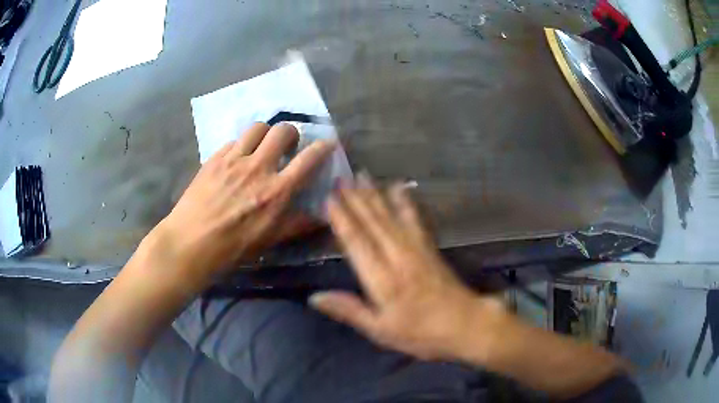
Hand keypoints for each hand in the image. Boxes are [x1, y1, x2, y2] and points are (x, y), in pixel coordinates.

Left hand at [153, 123, 334, 284]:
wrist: (190, 243)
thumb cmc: (232, 247)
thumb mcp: (269, 240)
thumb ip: (297, 224)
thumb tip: (322, 218)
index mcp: (276, 191)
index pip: (308, 159)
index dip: (323, 147)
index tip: (328, 143)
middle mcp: (258, 168)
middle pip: (283, 131)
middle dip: (291, 134)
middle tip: (287, 146)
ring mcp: (234, 159)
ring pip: (257, 128)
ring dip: (265, 134)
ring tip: (261, 147)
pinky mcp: (214, 158)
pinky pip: (233, 141)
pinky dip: (241, 146)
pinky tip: (236, 160)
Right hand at [310, 174, 505, 360]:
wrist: (465, 324)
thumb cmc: (420, 333)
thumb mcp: (380, 330)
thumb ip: (348, 310)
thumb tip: (314, 296)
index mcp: (382, 278)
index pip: (357, 241)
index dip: (342, 219)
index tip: (329, 198)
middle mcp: (398, 256)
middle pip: (373, 222)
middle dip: (355, 199)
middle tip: (341, 178)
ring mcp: (416, 248)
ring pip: (391, 216)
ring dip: (375, 194)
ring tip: (363, 175)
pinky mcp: (430, 247)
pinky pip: (414, 219)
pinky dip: (405, 202)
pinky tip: (400, 187)